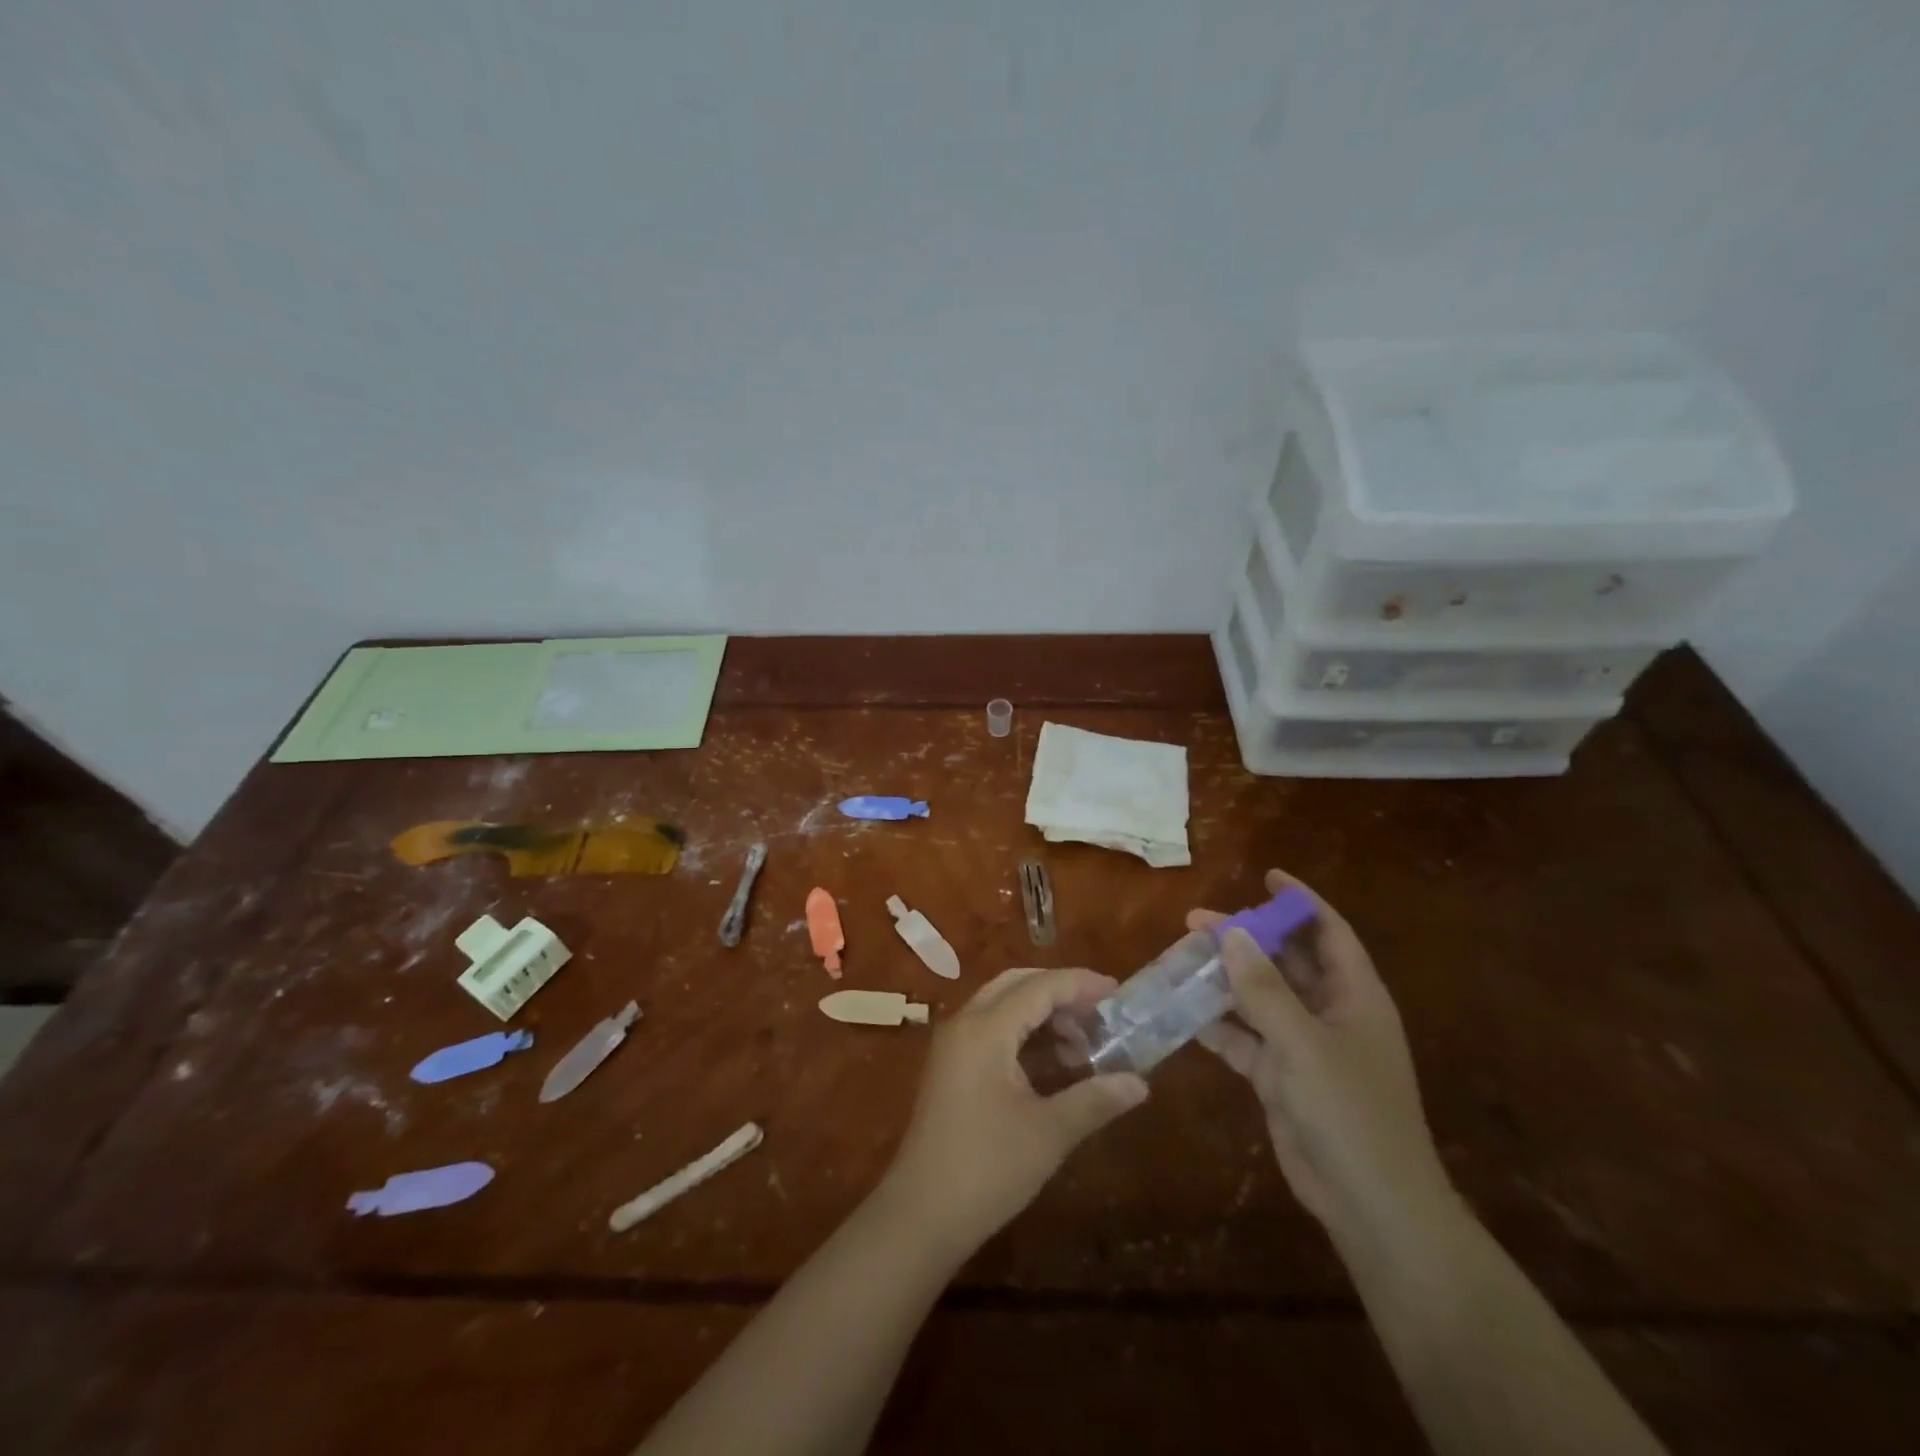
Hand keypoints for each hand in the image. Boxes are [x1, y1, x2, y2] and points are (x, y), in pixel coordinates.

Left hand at [875, 967, 1148, 1259]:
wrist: (921, 1216)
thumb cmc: (987, 1168)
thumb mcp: (1049, 1133)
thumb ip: (1095, 1100)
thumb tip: (1140, 1083)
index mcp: (985, 1029)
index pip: (1039, 987)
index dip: (1080, 985)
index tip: (1118, 993)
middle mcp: (965, 1024)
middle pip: (1017, 986)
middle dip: (1060, 994)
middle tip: (1100, 1016)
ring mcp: (953, 1046)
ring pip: (1003, 1007)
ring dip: (1043, 1017)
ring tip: (1083, 1049)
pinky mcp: (951, 1069)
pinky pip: (992, 1031)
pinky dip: (1024, 1036)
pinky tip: (1053, 1067)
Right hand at [1192, 870, 1451, 1242]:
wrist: (1370, 1206)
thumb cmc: (1350, 1112)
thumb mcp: (1304, 1042)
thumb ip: (1264, 988)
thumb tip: (1230, 932)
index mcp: (1354, 996)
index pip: (1328, 931)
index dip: (1300, 901)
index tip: (1265, 875)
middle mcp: (1330, 1013)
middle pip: (1285, 961)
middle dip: (1246, 939)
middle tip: (1196, 921)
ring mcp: (1304, 1047)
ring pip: (1259, 998)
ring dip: (1225, 980)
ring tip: (1182, 958)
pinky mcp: (1281, 1077)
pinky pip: (1245, 1038)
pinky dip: (1218, 1025)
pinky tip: (1184, 1013)